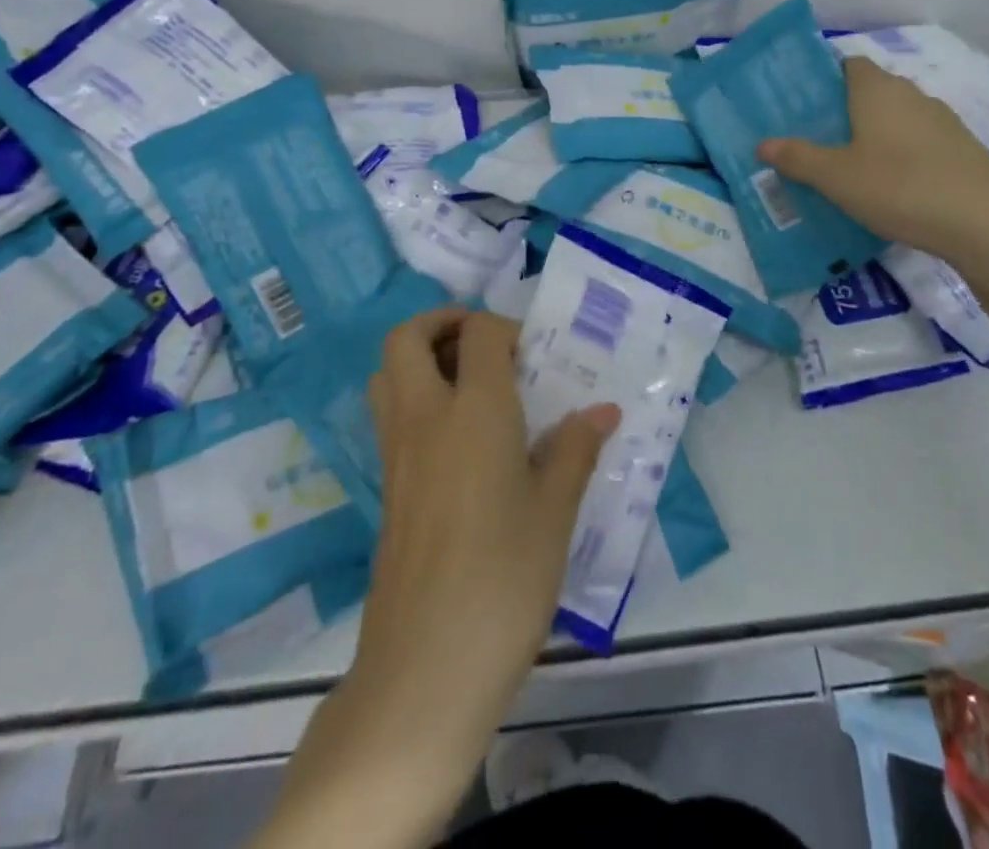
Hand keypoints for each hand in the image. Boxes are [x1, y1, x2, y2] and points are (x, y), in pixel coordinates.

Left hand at [358, 310, 617, 753]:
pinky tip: (458, 440)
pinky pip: (390, 415)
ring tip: (467, 383)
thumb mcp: (554, 513)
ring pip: (387, 373)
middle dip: (441, 322)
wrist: (426, 665)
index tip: (533, 355)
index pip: (478, 333)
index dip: (504, 328)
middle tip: (483, 343)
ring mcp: (396, 452)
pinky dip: (414, 398)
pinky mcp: (386, 486)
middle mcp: (425, 416)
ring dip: (419, 357)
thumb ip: (574, 450)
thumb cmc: (504, 578)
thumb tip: (602, 411)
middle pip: (407, 338)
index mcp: (474, 410)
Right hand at [757, 56, 988, 264]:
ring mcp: (943, 122)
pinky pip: (920, 143)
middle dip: (846, 110)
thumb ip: (798, 158)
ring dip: (876, 135)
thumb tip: (762, 143)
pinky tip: (892, 187)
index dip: (826, 78)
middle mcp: (911, 95)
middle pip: (872, 91)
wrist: (987, 223)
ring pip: (898, 119)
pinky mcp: (963, 150)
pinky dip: (902, 156)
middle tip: (818, 140)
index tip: (804, 104)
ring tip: (850, 166)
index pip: (849, 64)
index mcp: (877, 90)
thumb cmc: (900, 186)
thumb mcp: (836, 177)